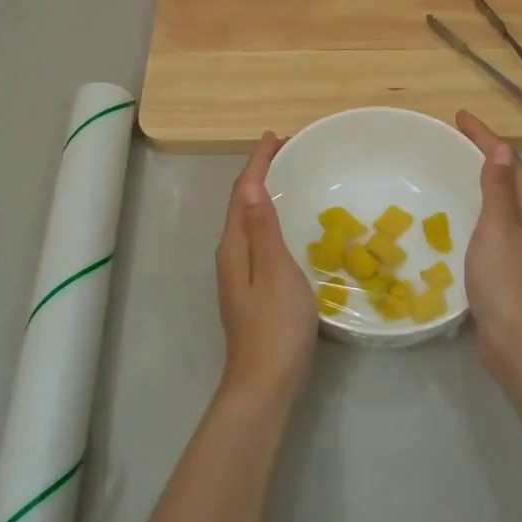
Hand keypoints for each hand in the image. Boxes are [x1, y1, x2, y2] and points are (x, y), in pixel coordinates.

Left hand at [215, 133, 318, 401]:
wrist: (266, 384)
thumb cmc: (275, 326)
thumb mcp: (275, 272)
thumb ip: (263, 229)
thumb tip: (249, 186)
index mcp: (234, 246)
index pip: (241, 192)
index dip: (257, 162)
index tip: (276, 136)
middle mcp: (232, 255)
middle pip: (241, 203)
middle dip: (260, 173)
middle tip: (289, 151)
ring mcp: (240, 274)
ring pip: (249, 221)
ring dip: (265, 194)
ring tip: (290, 177)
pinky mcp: (252, 289)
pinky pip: (259, 238)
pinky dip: (271, 218)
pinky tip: (289, 225)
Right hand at [456, 111, 521, 361]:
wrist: (519, 342)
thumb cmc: (507, 280)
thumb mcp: (500, 227)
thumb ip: (499, 188)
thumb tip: (502, 149)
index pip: (509, 161)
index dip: (484, 137)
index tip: (460, 116)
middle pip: (508, 179)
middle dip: (483, 155)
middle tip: (453, 139)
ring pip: (499, 203)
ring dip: (478, 182)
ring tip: (452, 169)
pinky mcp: (508, 267)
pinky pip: (490, 225)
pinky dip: (474, 210)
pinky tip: (455, 216)